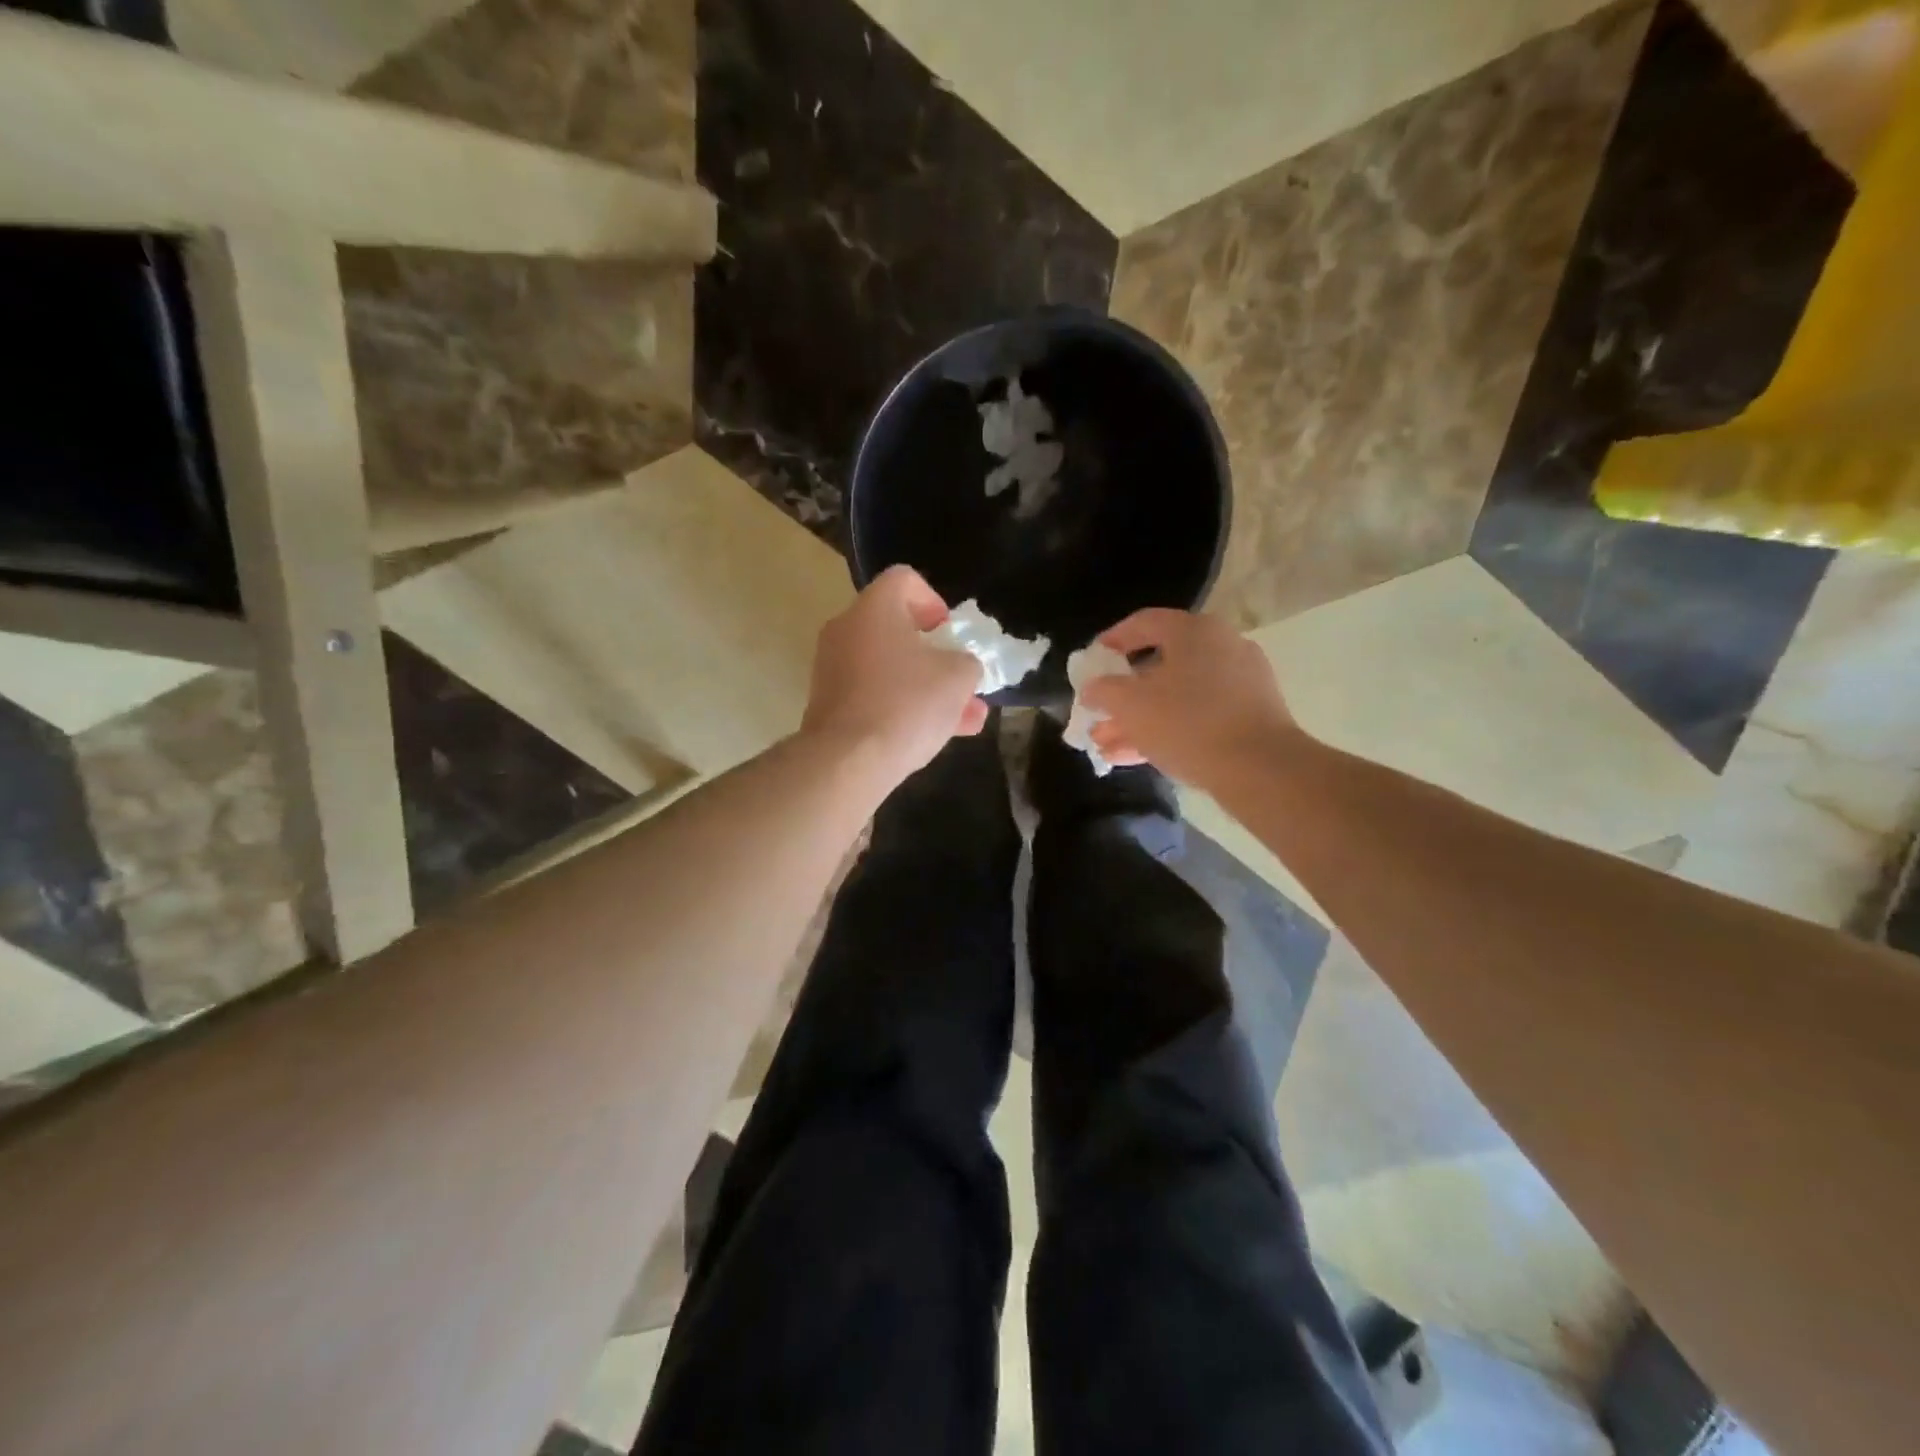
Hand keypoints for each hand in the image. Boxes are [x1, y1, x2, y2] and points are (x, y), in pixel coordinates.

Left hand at [802, 566, 988, 787]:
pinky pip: (874, 694)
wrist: (847, 761)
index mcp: (874, 608)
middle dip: (937, 655)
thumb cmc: (907, 704)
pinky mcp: (829, 704)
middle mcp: (846, 629)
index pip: (905, 579)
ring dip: (927, 687)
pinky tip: (936, 735)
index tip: (951, 635)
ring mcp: (833, 668)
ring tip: (966, 718)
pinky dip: (902, 706)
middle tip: (961, 679)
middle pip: (897, 628)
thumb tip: (960, 667)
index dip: (936, 602)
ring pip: (890, 668)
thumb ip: (967, 663)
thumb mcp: (958, 678)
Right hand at [1082, 609, 1298, 790]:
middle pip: (1158, 665)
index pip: (1143, 623)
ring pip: (1176, 696)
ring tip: (1106, 746)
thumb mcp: (1130, 705)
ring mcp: (1239, 683)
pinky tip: (1135, 757)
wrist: (1260, 769)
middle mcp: (1221, 647)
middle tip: (1097, 715)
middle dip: (1121, 695)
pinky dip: (1167, 730)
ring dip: (1138, 720)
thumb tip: (1092, 688)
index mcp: (1194, 631)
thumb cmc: (1188, 723)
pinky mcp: (1249, 716)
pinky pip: (1197, 716)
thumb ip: (1103, 691)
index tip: (1090, 663)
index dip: (1110, 641)